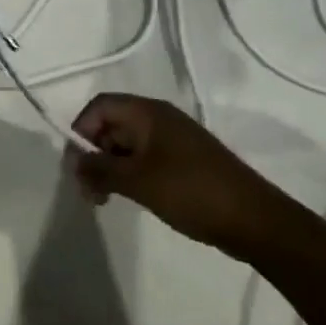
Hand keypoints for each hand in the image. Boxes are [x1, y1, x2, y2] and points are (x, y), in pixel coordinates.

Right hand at [66, 94, 284, 255]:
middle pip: (112, 123)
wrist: (252, 218)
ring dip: (111, 166)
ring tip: (106, 200)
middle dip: (94, 153)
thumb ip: (100, 169)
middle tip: (91, 192)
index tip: (78, 167)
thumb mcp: (138, 181)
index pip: (100, 106)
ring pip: (127, 143)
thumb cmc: (190, 191)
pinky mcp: (183, 160)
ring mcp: (173, 138)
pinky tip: (130, 197)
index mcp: (148, 112)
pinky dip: (130, 173)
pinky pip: (145, 157)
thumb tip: (73, 162)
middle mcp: (159, 117)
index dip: (81, 131)